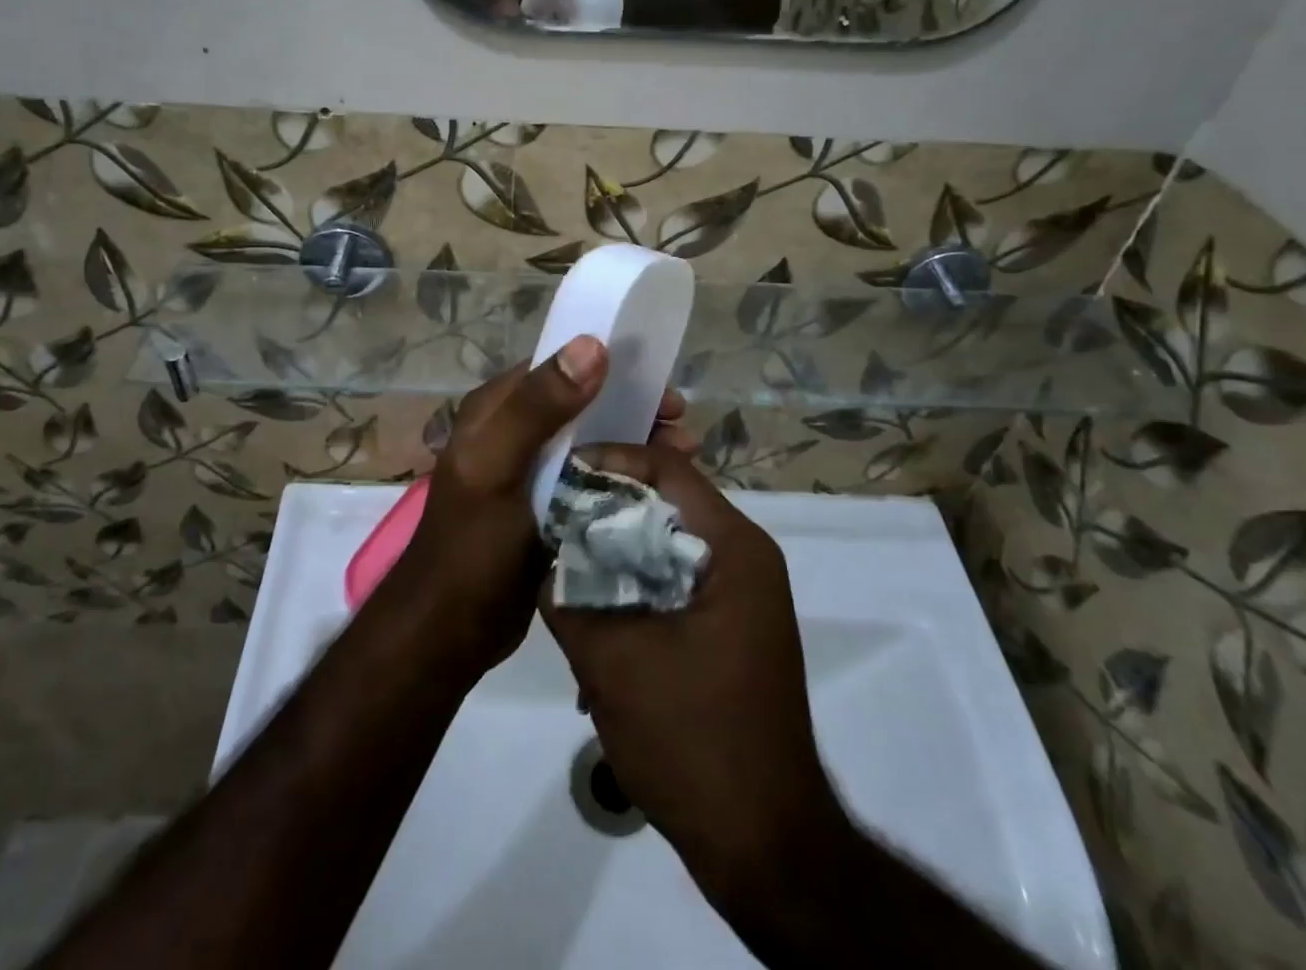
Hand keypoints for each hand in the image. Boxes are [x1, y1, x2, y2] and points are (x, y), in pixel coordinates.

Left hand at [382, 342, 695, 679]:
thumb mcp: (497, 467)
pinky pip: (594, 477)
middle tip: (680, 422)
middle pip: (583, 404)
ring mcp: (533, 472)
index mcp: (495, 410)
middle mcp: (514, 432)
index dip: (609, 368)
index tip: (659, 383)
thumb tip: (592, 346)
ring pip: (593, 440)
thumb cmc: (471, 545)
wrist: (450, 632)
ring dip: (636, 441)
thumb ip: (537, 407)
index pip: (558, 368)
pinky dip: (626, 475)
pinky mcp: (549, 507)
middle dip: (633, 408)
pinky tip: (662, 487)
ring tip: (683, 455)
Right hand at [539, 445, 835, 896]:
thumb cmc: (694, 740)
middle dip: (605, 505)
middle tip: (550, 511)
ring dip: (615, 550)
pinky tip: (590, 614)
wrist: (764, 847)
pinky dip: (633, 586)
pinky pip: (673, 581)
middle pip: (666, 502)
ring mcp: (740, 595)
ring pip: (665, 544)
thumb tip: (541, 554)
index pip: (668, 468)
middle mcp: (743, 558)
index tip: (559, 471)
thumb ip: (568, 597)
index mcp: (733, 548)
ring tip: (561, 558)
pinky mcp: (727, 628)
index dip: (610, 459)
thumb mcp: (614, 663)